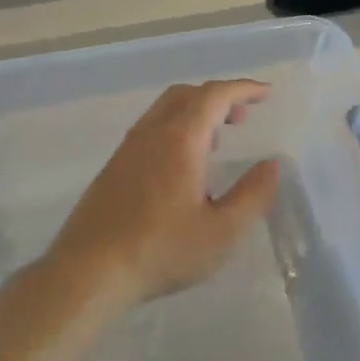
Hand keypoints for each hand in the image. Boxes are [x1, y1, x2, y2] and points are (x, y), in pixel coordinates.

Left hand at [46, 80, 280, 310]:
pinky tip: (183, 167)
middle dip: (218, 97)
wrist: (88, 271)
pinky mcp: (113, 168)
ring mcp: (127, 150)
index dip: (243, 89)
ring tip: (217, 142)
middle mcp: (151, 134)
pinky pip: (150, 130)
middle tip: (243, 117)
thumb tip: (271, 165)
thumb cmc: (161, 251)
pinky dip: (176, 129)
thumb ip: (252, 195)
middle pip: (186, 95)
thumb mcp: (222, 232)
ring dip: (195, 113)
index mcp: (180, 140)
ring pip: (164, 111)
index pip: (214, 96)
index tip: (265, 92)